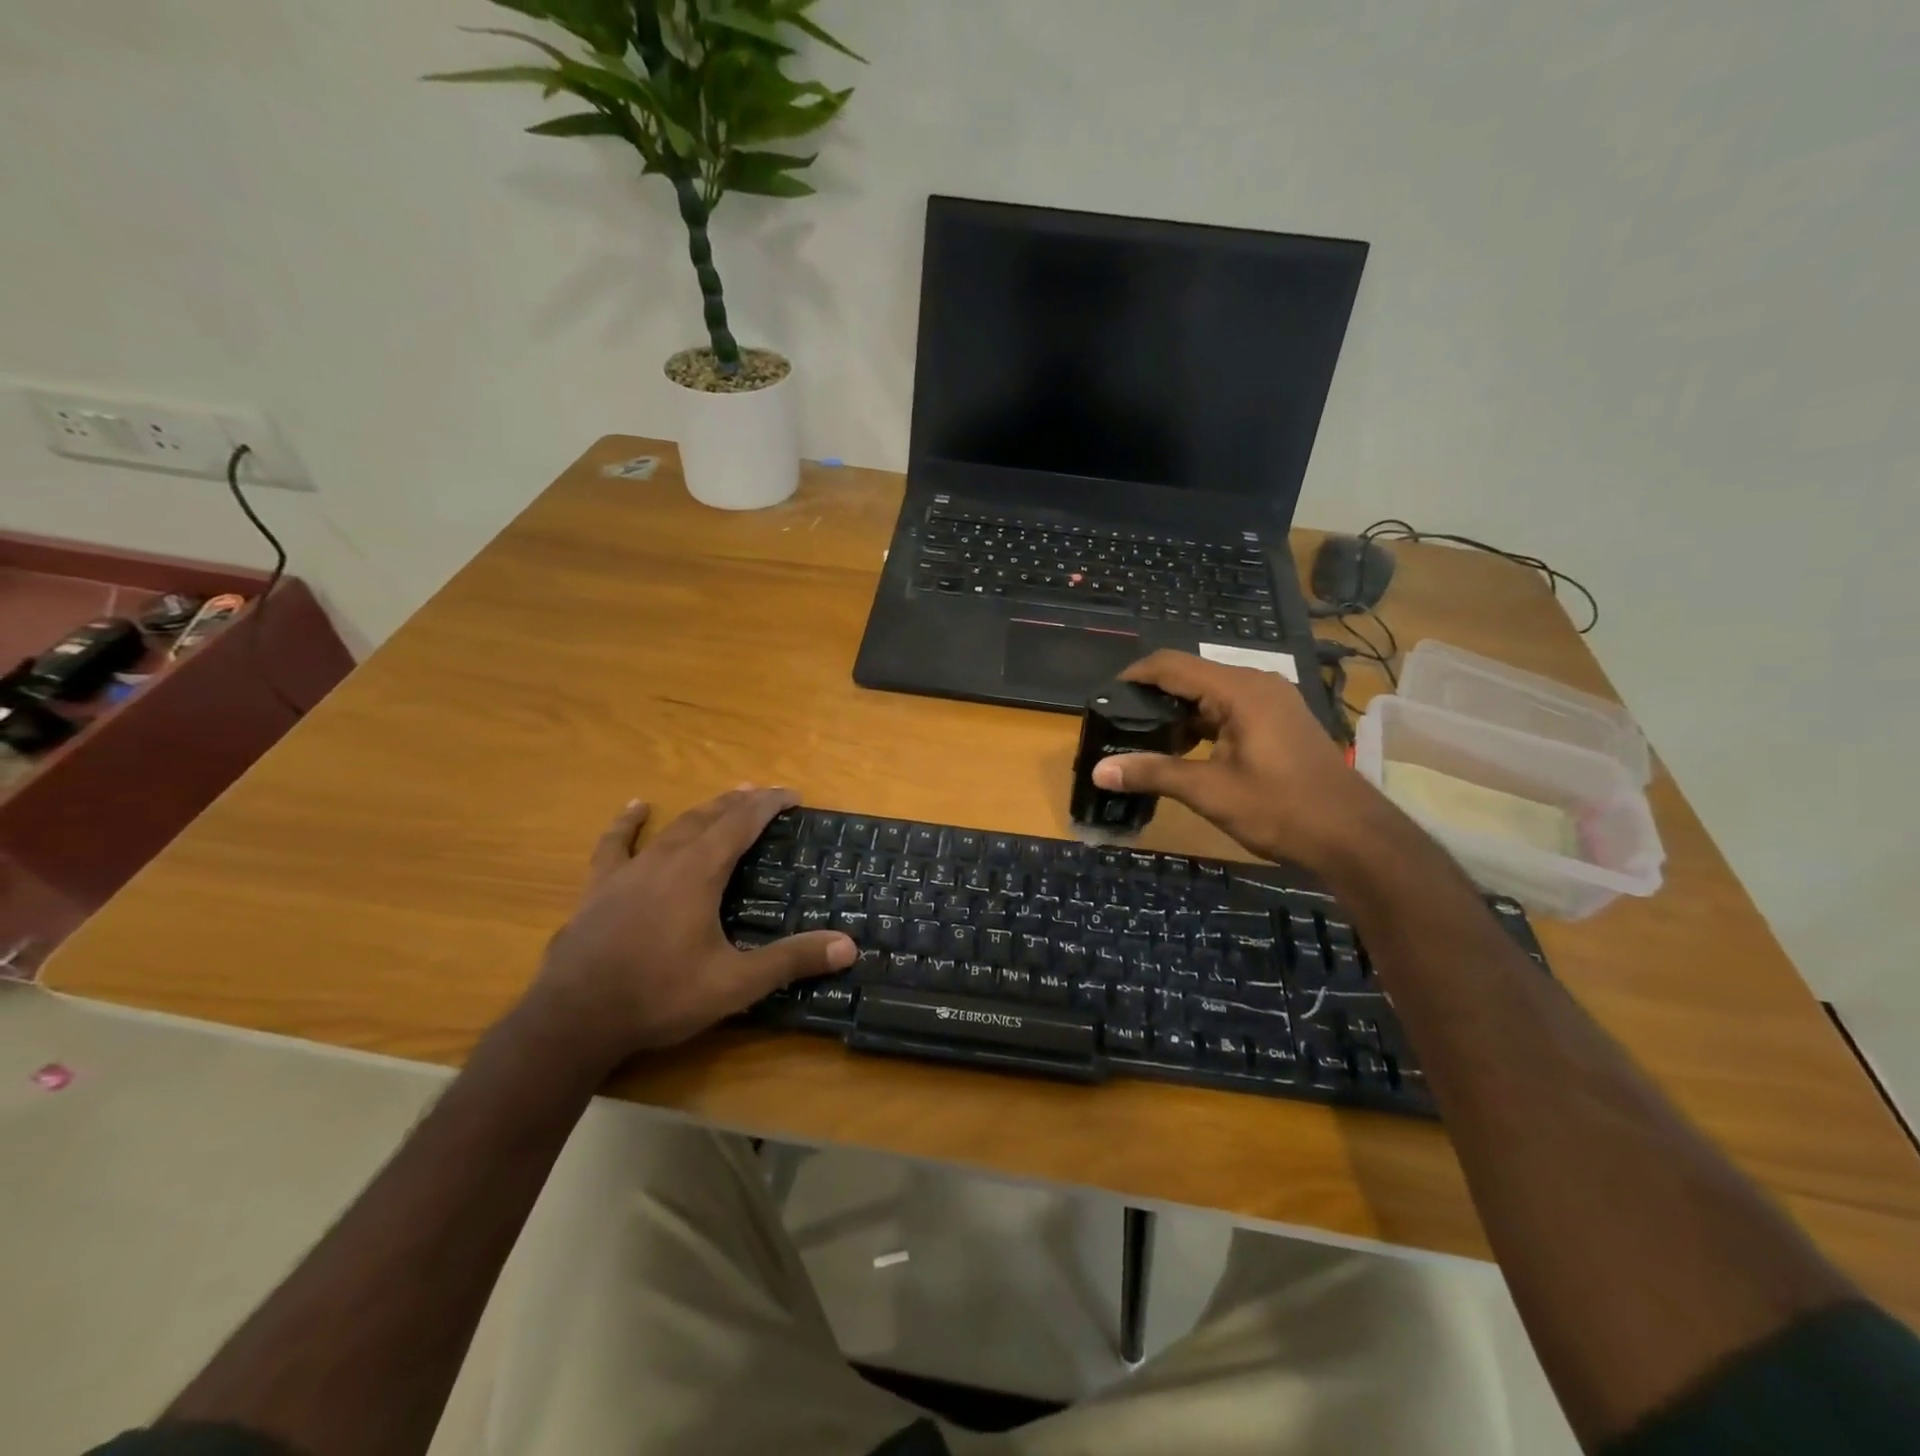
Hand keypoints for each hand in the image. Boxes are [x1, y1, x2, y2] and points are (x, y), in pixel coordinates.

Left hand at [532, 787, 854, 1063]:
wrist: (574, 1020)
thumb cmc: (660, 996)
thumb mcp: (734, 984)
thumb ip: (791, 961)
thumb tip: (849, 946)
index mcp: (700, 873)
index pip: (742, 824)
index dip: (769, 805)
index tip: (792, 795)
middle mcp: (666, 860)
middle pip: (710, 818)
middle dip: (741, 803)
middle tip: (765, 794)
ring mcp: (628, 871)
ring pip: (674, 827)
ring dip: (703, 810)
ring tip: (725, 796)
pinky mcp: (599, 888)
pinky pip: (616, 844)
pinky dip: (629, 823)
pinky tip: (637, 807)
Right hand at [1092, 650, 1380, 867]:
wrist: (1354, 837)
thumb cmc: (1280, 808)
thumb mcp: (1210, 791)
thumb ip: (1153, 773)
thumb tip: (1099, 771)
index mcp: (1239, 690)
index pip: (1173, 665)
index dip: (1135, 676)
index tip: (1105, 697)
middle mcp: (1257, 684)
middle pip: (1192, 676)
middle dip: (1154, 697)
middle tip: (1120, 723)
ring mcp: (1273, 701)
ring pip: (1211, 694)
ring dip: (1179, 713)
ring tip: (1146, 740)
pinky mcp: (1280, 720)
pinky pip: (1231, 708)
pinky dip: (1204, 723)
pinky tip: (1186, 750)